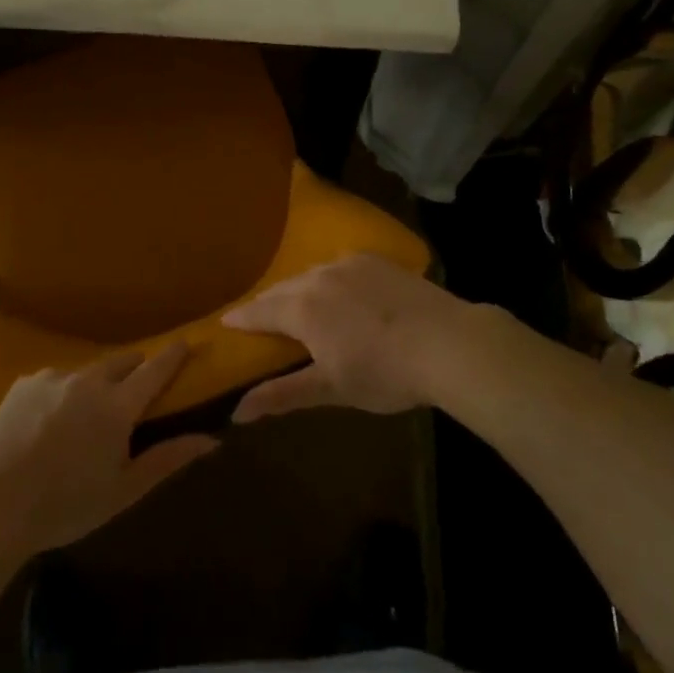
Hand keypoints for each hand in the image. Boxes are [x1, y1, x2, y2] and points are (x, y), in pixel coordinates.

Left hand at [0, 345, 217, 556]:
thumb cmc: (66, 505)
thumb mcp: (123, 491)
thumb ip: (168, 459)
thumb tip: (211, 439)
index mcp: (117, 405)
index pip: (155, 368)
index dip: (174, 355)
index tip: (187, 343)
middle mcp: (89, 379)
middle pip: (123, 361)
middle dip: (136, 368)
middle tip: (136, 391)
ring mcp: (54, 376)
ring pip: (87, 370)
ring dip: (97, 383)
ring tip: (87, 414)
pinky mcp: (25, 381)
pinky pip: (56, 378)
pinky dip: (63, 392)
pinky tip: (50, 421)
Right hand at [222, 254, 467, 421]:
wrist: (448, 342)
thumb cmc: (384, 373)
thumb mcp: (331, 389)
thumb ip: (282, 395)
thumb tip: (237, 412)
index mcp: (301, 309)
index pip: (259, 311)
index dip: (241, 319)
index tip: (225, 322)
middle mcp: (317, 277)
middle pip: (282, 289)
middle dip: (267, 303)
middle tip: (258, 317)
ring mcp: (348, 263)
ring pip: (310, 274)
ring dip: (297, 289)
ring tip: (297, 303)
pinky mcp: (375, 260)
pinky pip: (339, 265)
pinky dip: (328, 279)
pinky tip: (338, 289)